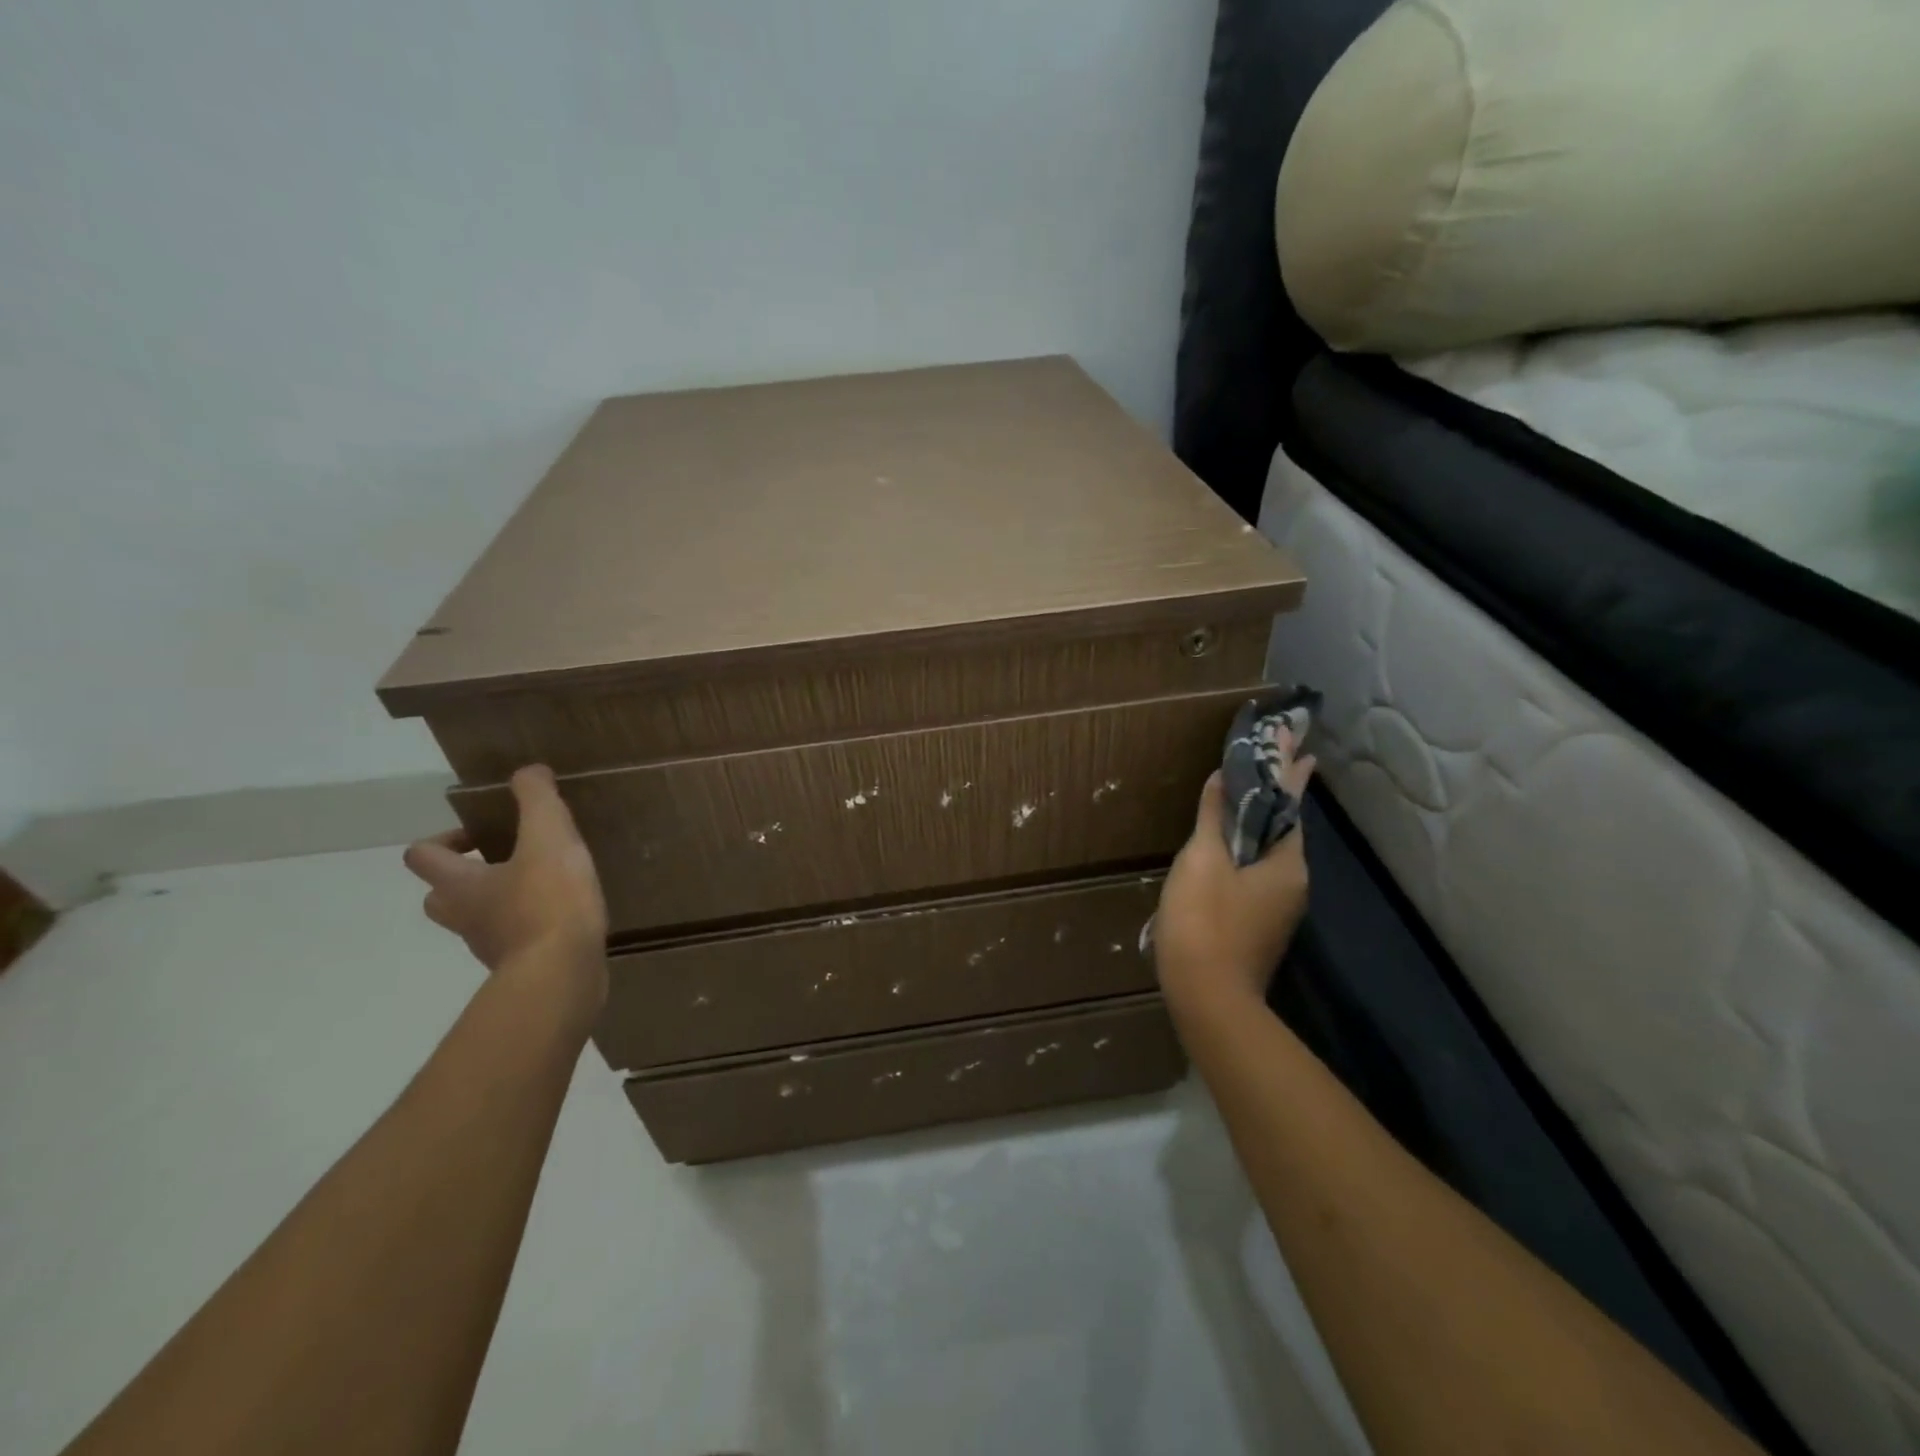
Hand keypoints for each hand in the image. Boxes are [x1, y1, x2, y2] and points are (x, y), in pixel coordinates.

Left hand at [403, 766, 608, 1014]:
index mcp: (460, 884)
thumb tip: (528, 771)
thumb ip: (537, 799)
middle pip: (441, 896)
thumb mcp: (549, 836)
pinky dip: (530, 925)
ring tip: (544, 883)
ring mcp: (490, 947)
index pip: (422, 856)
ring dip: (499, 901)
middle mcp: (465, 917)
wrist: (563, 973)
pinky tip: (564, 914)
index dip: (443, 839)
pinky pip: (515, 940)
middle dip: (465, 876)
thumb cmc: (548, 901)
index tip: (481, 833)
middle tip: (506, 860)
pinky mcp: (521, 967)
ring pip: (478, 919)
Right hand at [1154, 760, 1314, 1018]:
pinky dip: (1248, 845)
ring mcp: (1278, 907)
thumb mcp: (1203, 860)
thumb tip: (1224, 776)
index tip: (1294, 738)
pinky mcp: (1259, 924)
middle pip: (1284, 825)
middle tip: (1277, 752)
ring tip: (1248, 789)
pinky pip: (1257, 870)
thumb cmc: (1205, 921)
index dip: (1289, 768)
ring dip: (1261, 818)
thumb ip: (1215, 816)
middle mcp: (1293, 882)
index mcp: (1287, 863)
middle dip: (1278, 789)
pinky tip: (1229, 843)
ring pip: (1270, 850)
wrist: (1207, 997)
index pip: (1291, 802)